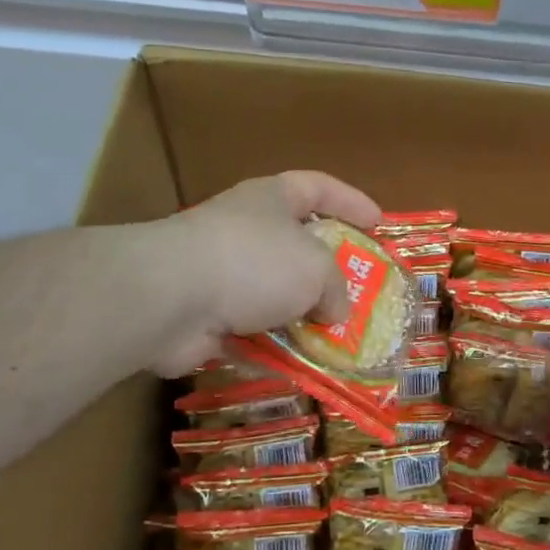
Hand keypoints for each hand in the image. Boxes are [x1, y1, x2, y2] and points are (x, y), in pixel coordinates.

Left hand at [150, 171, 381, 375]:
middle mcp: (246, 228)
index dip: (351, 201)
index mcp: (272, 199)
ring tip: (334, 336)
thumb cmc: (254, 261)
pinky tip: (299, 361)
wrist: (171, 297)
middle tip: (359, 290)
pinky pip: (251, 328)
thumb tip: (334, 311)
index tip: (378, 223)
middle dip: (327, 268)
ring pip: (274, 291)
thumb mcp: (315, 268)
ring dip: (300, 313)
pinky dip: (273, 344)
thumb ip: (336, 287)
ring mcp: (222, 271)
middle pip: (296, 241)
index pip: (318, 187)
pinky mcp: (205, 312)